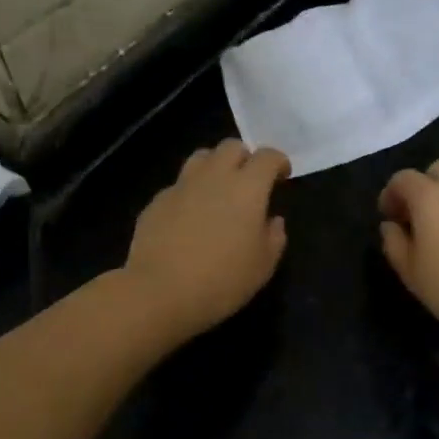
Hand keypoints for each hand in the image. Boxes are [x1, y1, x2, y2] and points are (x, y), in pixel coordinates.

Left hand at [121, 139, 290, 342]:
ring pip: (201, 158)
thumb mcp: (263, 266)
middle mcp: (214, 176)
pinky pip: (179, 185)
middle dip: (245, 158)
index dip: (278, 162)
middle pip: (231, 147)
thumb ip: (274, 237)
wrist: (159, 291)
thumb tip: (272, 220)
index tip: (282, 177)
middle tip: (250, 182)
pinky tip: (190, 218)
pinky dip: (190, 192)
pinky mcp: (156, 201)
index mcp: (247, 188)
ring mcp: (181, 186)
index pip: (267, 156)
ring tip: (218, 191)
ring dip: (215, 167)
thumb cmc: (222, 280)